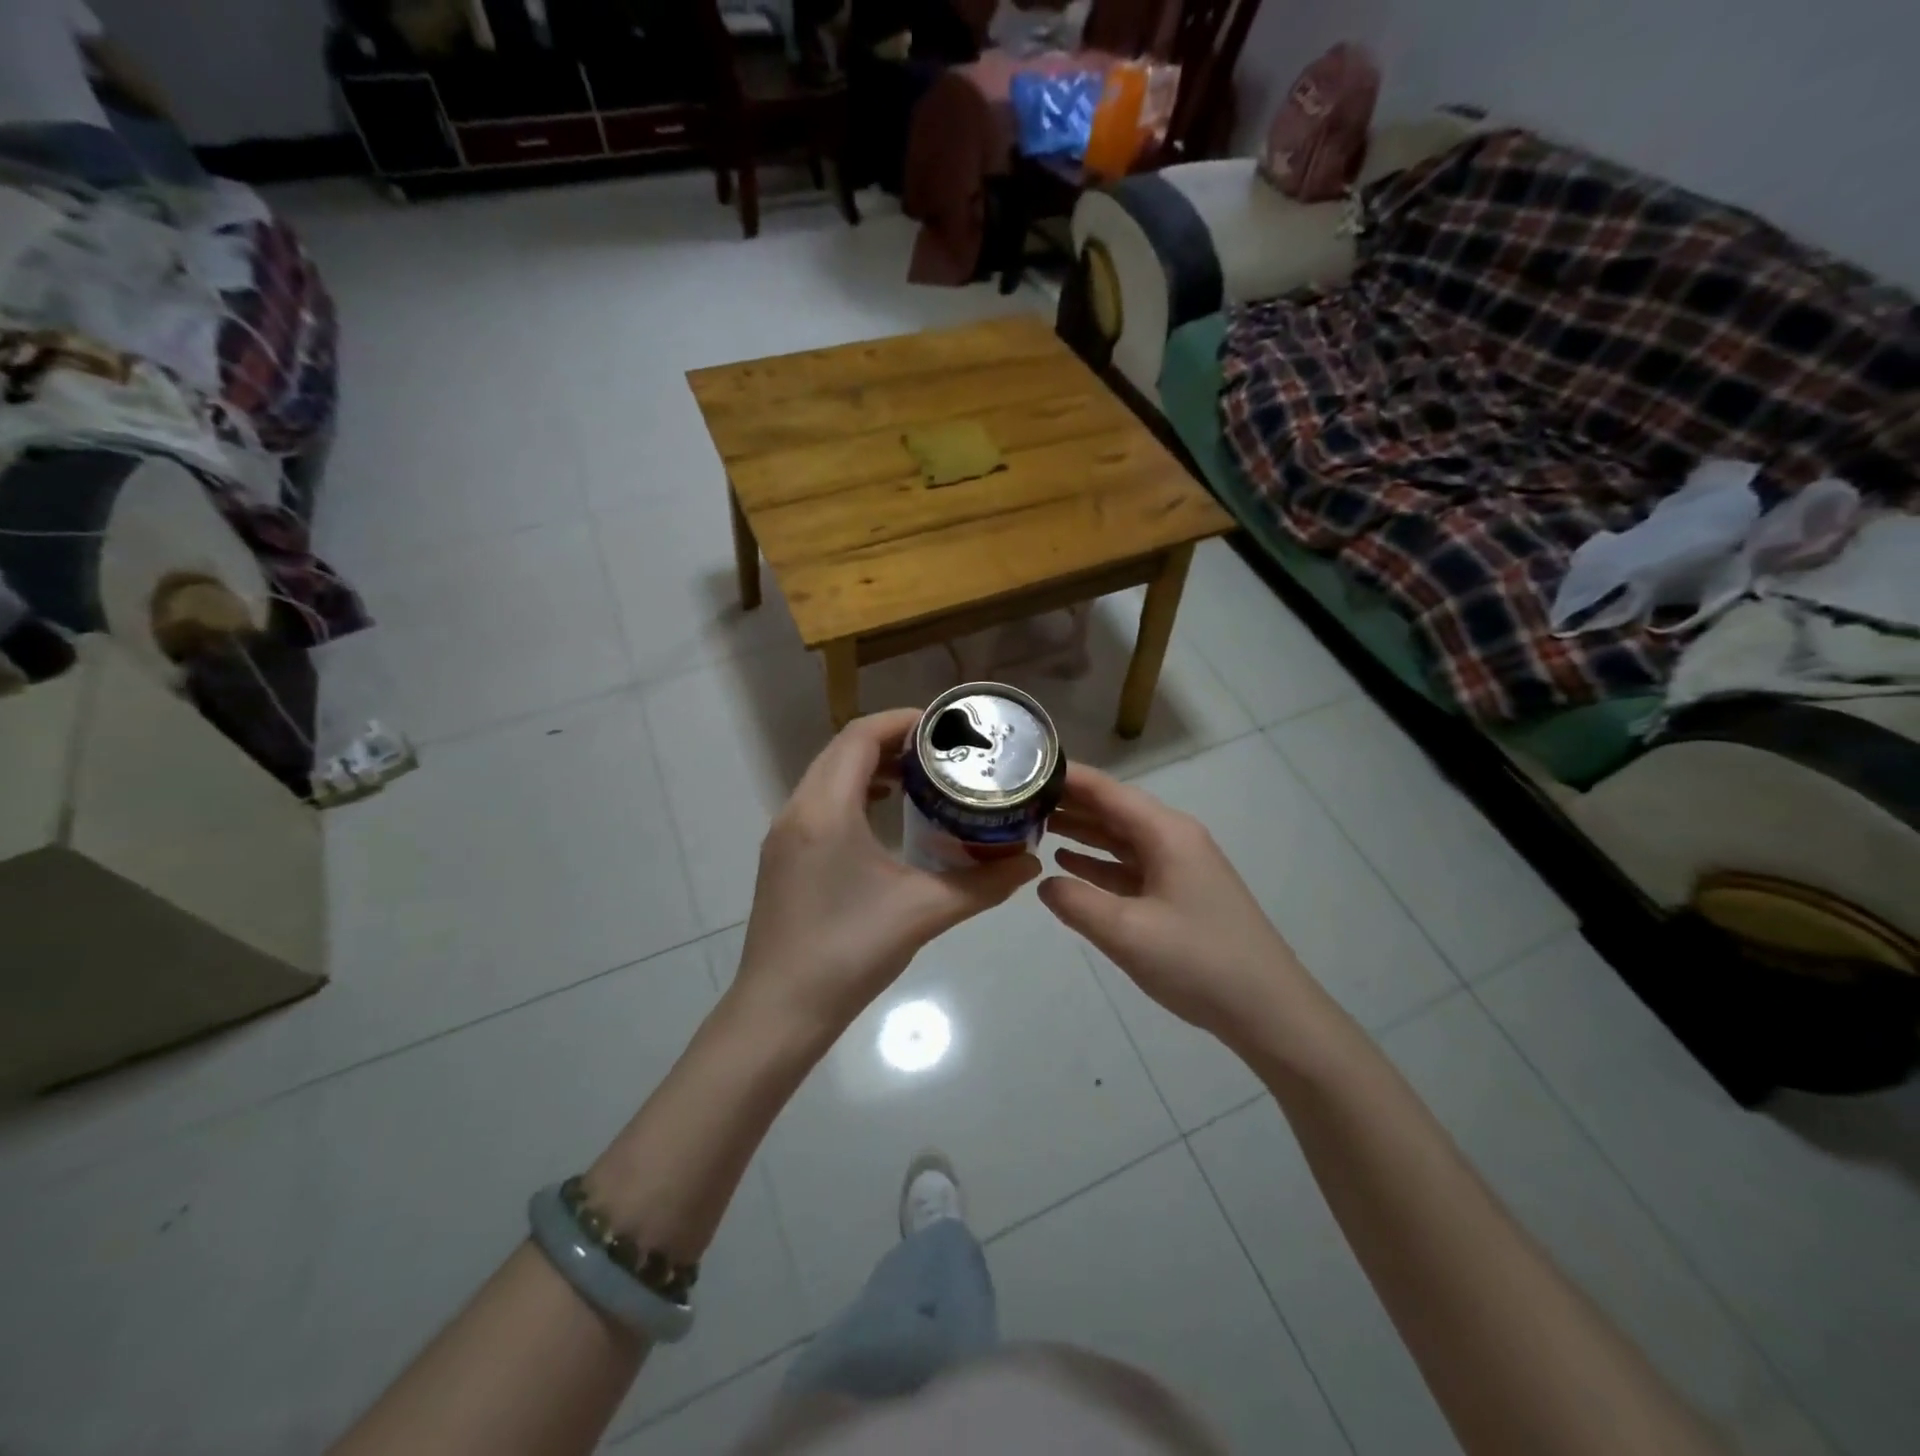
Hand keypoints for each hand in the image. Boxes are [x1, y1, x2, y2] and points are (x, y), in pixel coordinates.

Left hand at [733, 708, 1039, 1038]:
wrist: (780, 1011)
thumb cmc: (849, 953)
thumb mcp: (924, 912)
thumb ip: (982, 884)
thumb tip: (1029, 863)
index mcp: (826, 810)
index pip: (860, 737)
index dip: (903, 721)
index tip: (945, 727)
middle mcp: (797, 810)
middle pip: (842, 749)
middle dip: (892, 740)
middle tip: (941, 751)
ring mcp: (784, 834)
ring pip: (827, 775)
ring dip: (870, 765)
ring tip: (918, 778)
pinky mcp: (782, 856)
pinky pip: (819, 801)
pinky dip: (853, 791)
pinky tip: (885, 815)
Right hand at [1037, 763, 1313, 1045]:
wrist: (1268, 1010)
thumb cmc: (1198, 961)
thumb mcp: (1126, 932)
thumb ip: (1076, 903)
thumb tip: (1043, 883)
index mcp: (1166, 833)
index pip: (1108, 791)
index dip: (1067, 777)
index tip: (1024, 767)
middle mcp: (1173, 839)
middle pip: (1113, 810)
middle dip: (1068, 803)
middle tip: (1017, 798)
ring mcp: (1178, 867)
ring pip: (1120, 837)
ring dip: (1081, 831)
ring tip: (1033, 824)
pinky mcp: (1179, 894)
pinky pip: (1130, 866)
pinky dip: (1098, 863)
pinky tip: (1067, 864)